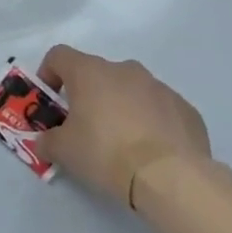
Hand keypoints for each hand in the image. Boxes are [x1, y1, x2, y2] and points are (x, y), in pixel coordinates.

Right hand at [35, 44, 211, 207]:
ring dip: (122, 108)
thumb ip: (48, 140)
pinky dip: (151, 124)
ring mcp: (159, 87)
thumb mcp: (64, 151)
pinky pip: (160, 110)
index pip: (59, 56)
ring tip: (123, 144)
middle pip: (97, 74)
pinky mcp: (185, 108)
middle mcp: (124, 69)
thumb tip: (45, 141)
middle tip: (86, 128)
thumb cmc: (106, 153)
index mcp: (90, 72)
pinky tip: (152, 153)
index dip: (49, 73)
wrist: (170, 176)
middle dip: (89, 96)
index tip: (50, 101)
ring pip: (131, 90)